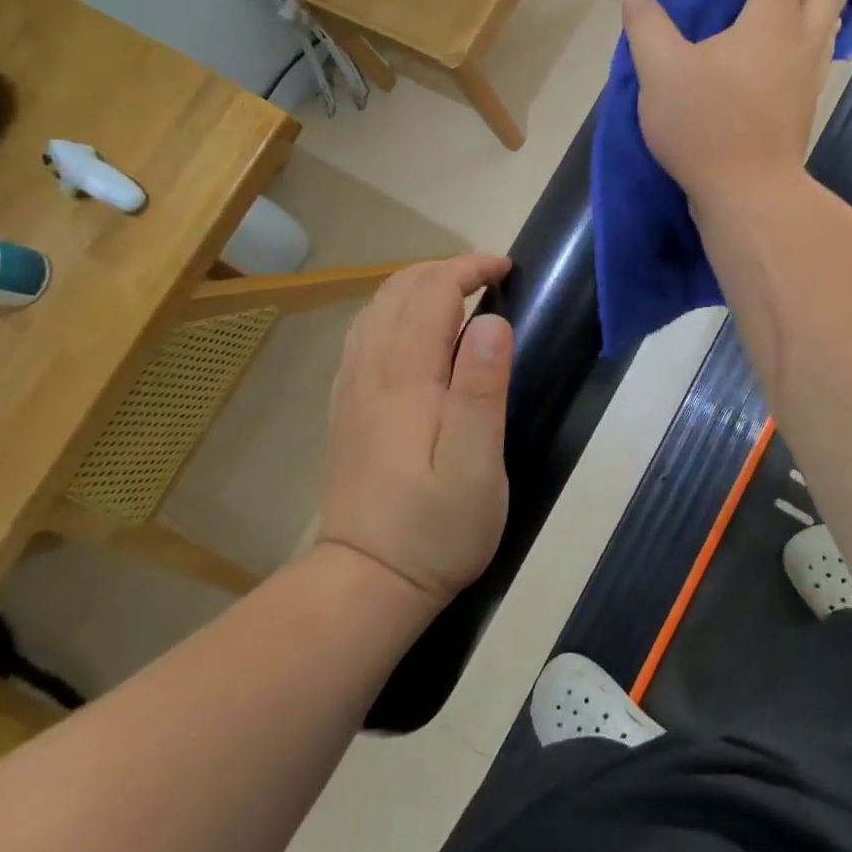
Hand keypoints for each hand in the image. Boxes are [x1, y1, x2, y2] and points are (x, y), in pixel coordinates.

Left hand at [316, 256, 512, 609]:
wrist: (364, 583)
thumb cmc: (433, 529)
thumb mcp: (476, 466)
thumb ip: (482, 389)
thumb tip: (492, 321)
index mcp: (406, 376)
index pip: (431, 291)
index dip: (468, 267)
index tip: (505, 269)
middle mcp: (370, 370)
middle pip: (397, 289)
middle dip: (444, 269)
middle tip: (488, 278)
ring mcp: (351, 388)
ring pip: (375, 308)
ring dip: (417, 286)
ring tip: (458, 296)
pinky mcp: (346, 408)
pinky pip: (364, 335)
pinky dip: (393, 312)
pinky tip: (415, 334)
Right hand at [622, 0, 851, 205]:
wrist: (748, 193)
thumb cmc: (707, 124)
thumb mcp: (660, 70)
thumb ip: (647, 28)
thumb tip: (639, 0)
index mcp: (768, 20)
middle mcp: (798, 40)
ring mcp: (806, 76)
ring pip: (828, 21)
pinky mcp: (800, 107)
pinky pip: (815, 53)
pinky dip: (816, 32)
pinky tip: (800, 43)